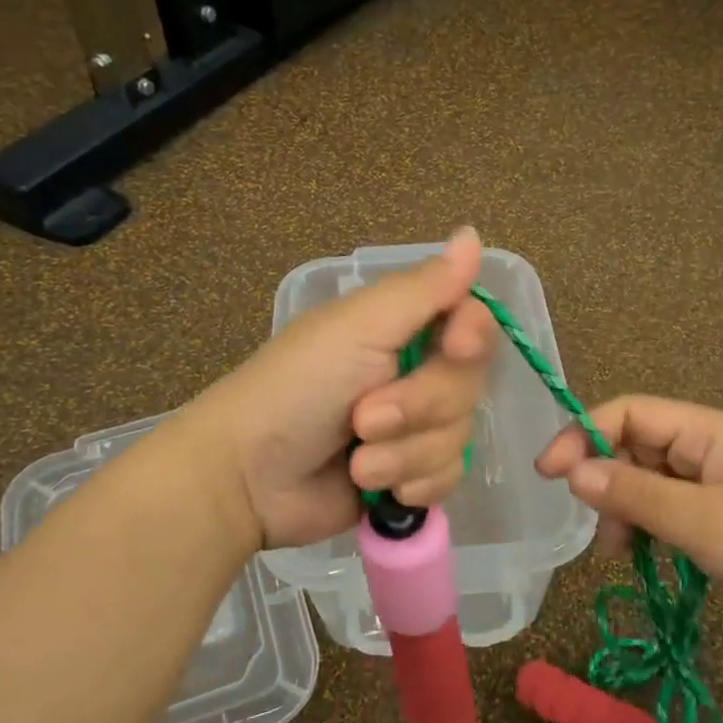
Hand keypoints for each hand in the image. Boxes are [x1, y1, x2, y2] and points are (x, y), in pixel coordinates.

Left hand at [188, 228, 495, 549]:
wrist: (249, 478)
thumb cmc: (298, 387)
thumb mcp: (358, 327)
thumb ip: (423, 288)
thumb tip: (472, 233)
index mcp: (402, 328)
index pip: (473, 321)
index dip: (473, 335)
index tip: (455, 347)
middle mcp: (415, 373)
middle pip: (469, 385)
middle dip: (420, 407)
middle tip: (364, 418)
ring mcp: (414, 429)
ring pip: (458, 437)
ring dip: (404, 453)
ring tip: (358, 461)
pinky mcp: (409, 475)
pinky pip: (447, 477)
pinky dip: (412, 484)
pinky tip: (377, 488)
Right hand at [534, 396, 722, 642]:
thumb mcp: (704, 524)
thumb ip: (635, 495)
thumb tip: (574, 473)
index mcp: (707, 430)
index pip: (628, 412)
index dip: (582, 435)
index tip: (550, 477)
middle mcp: (709, 446)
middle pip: (635, 446)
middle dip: (606, 483)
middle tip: (600, 535)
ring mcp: (720, 481)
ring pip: (650, 481)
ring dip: (627, 511)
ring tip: (625, 555)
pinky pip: (673, 508)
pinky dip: (653, 528)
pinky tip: (652, 558)